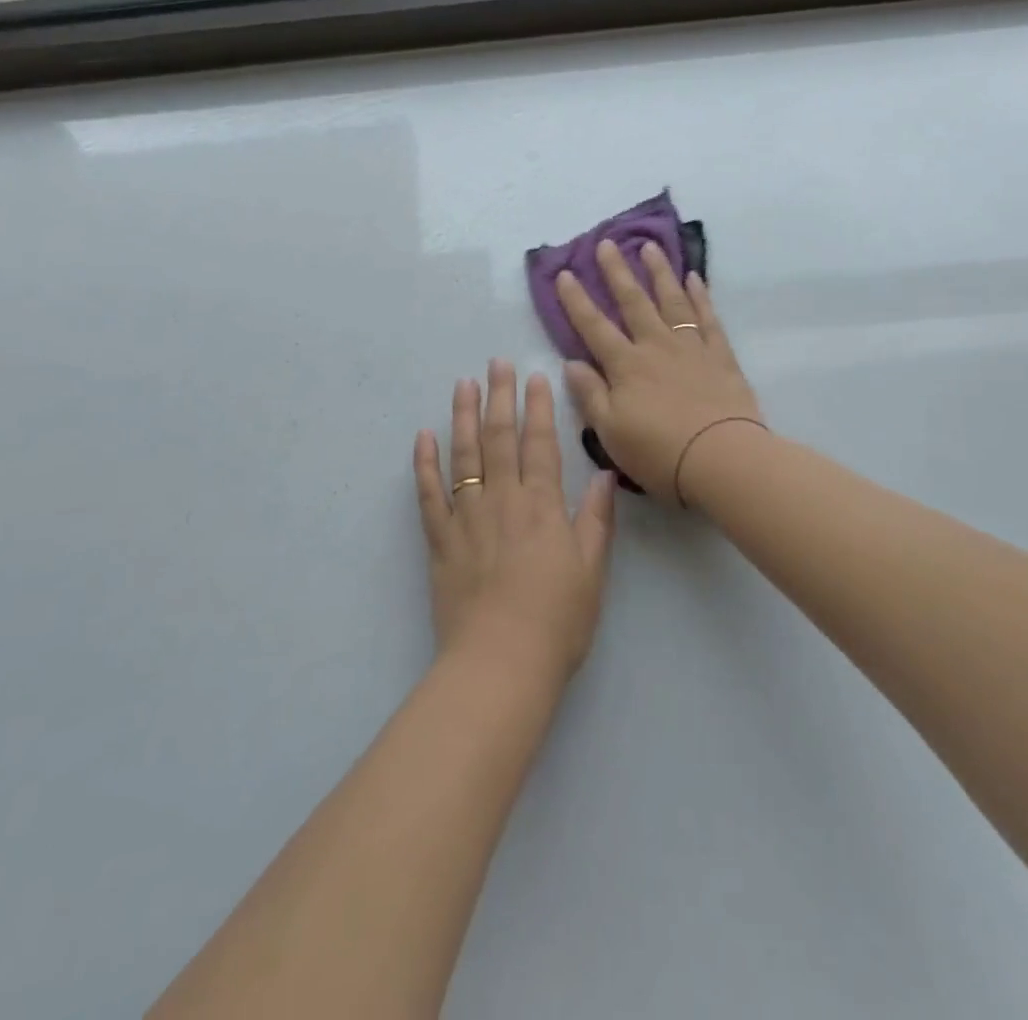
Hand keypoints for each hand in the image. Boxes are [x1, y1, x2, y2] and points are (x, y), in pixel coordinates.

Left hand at [413, 360, 616, 677]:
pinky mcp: (440, 540)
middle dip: (499, 397)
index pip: (540, 444)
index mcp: (542, 507)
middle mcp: (503, 501)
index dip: (538, 407)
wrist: (500, 664)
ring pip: (464, 456)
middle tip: (495, 363)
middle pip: (500, 439)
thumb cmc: (556, 622)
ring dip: (463, 417)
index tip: (534, 376)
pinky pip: (428, 494)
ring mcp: (467, 518)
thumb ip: (596, 521)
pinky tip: (423, 437)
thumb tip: (605, 476)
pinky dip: (424, 464)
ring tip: (462, 385)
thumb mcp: (591, 572)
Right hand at [556, 240, 762, 504]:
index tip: (564, 274)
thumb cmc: (659, 452)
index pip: (594, 327)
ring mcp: (690, 347)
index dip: (576, 301)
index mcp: (625, 366)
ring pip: (671, 301)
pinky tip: (694, 278)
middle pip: (633, 302)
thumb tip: (571, 362)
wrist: (722, 458)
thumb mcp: (610, 431)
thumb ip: (590, 394)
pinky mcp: (720, 356)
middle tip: (606, 243)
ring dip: (659, 272)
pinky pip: (707, 318)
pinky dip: (700, 296)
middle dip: (616, 272)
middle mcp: (655, 347)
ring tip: (650, 247)